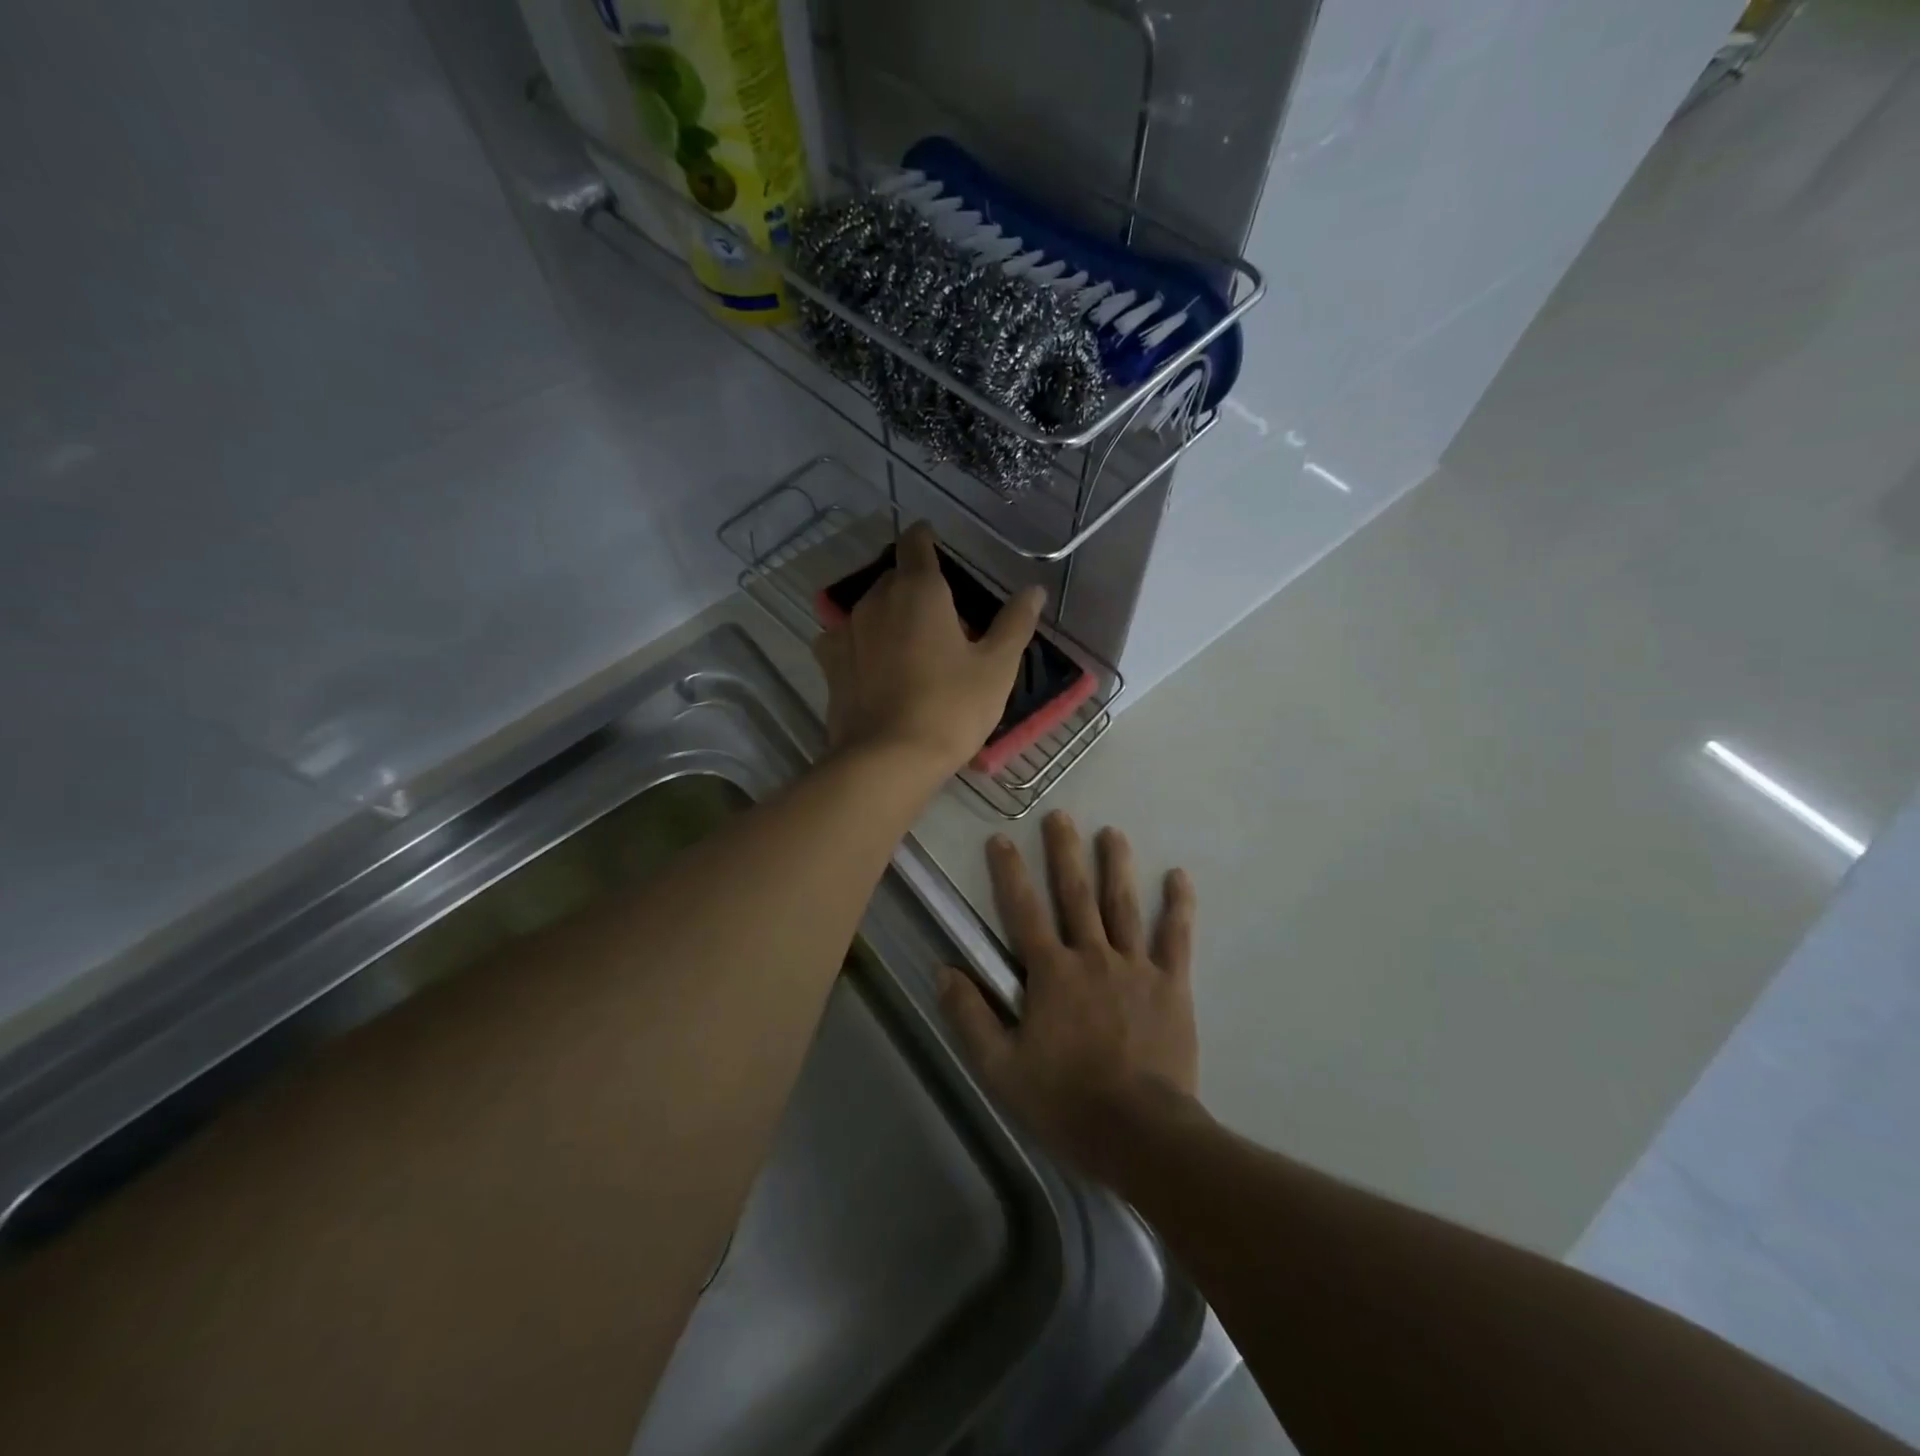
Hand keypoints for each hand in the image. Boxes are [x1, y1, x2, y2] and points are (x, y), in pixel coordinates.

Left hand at [812, 522, 1044, 776]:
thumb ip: (1015, 623)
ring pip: (869, 607)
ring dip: (888, 614)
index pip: (916, 543)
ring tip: (908, 642)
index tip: (933, 541)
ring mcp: (847, 631)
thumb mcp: (996, 668)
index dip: (925, 538)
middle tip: (940, 614)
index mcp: (919, 590)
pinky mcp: (829, 664)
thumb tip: (1034, 589)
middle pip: (893, 577)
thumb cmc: (951, 709)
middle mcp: (876, 600)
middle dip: (914, 585)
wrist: (888, 760)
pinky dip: (861, 642)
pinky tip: (873, 664)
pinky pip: (846, 638)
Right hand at [939, 812, 1200, 1182]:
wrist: (1138, 1132)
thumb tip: (944, 972)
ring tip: (1113, 832)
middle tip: (1061, 816)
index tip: (1001, 838)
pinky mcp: (1171, 984)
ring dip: (1116, 866)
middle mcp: (1092, 956)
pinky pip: (1176, 938)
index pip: (1023, 911)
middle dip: (1065, 853)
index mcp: (1051, 973)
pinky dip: (1178, 906)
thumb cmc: (1064, 1100)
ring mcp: (1135, 966)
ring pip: (1123, 905)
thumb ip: (970, 1017)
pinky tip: (1180, 876)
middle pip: (1076, 895)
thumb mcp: (1000, 1068)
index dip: (1009, 873)